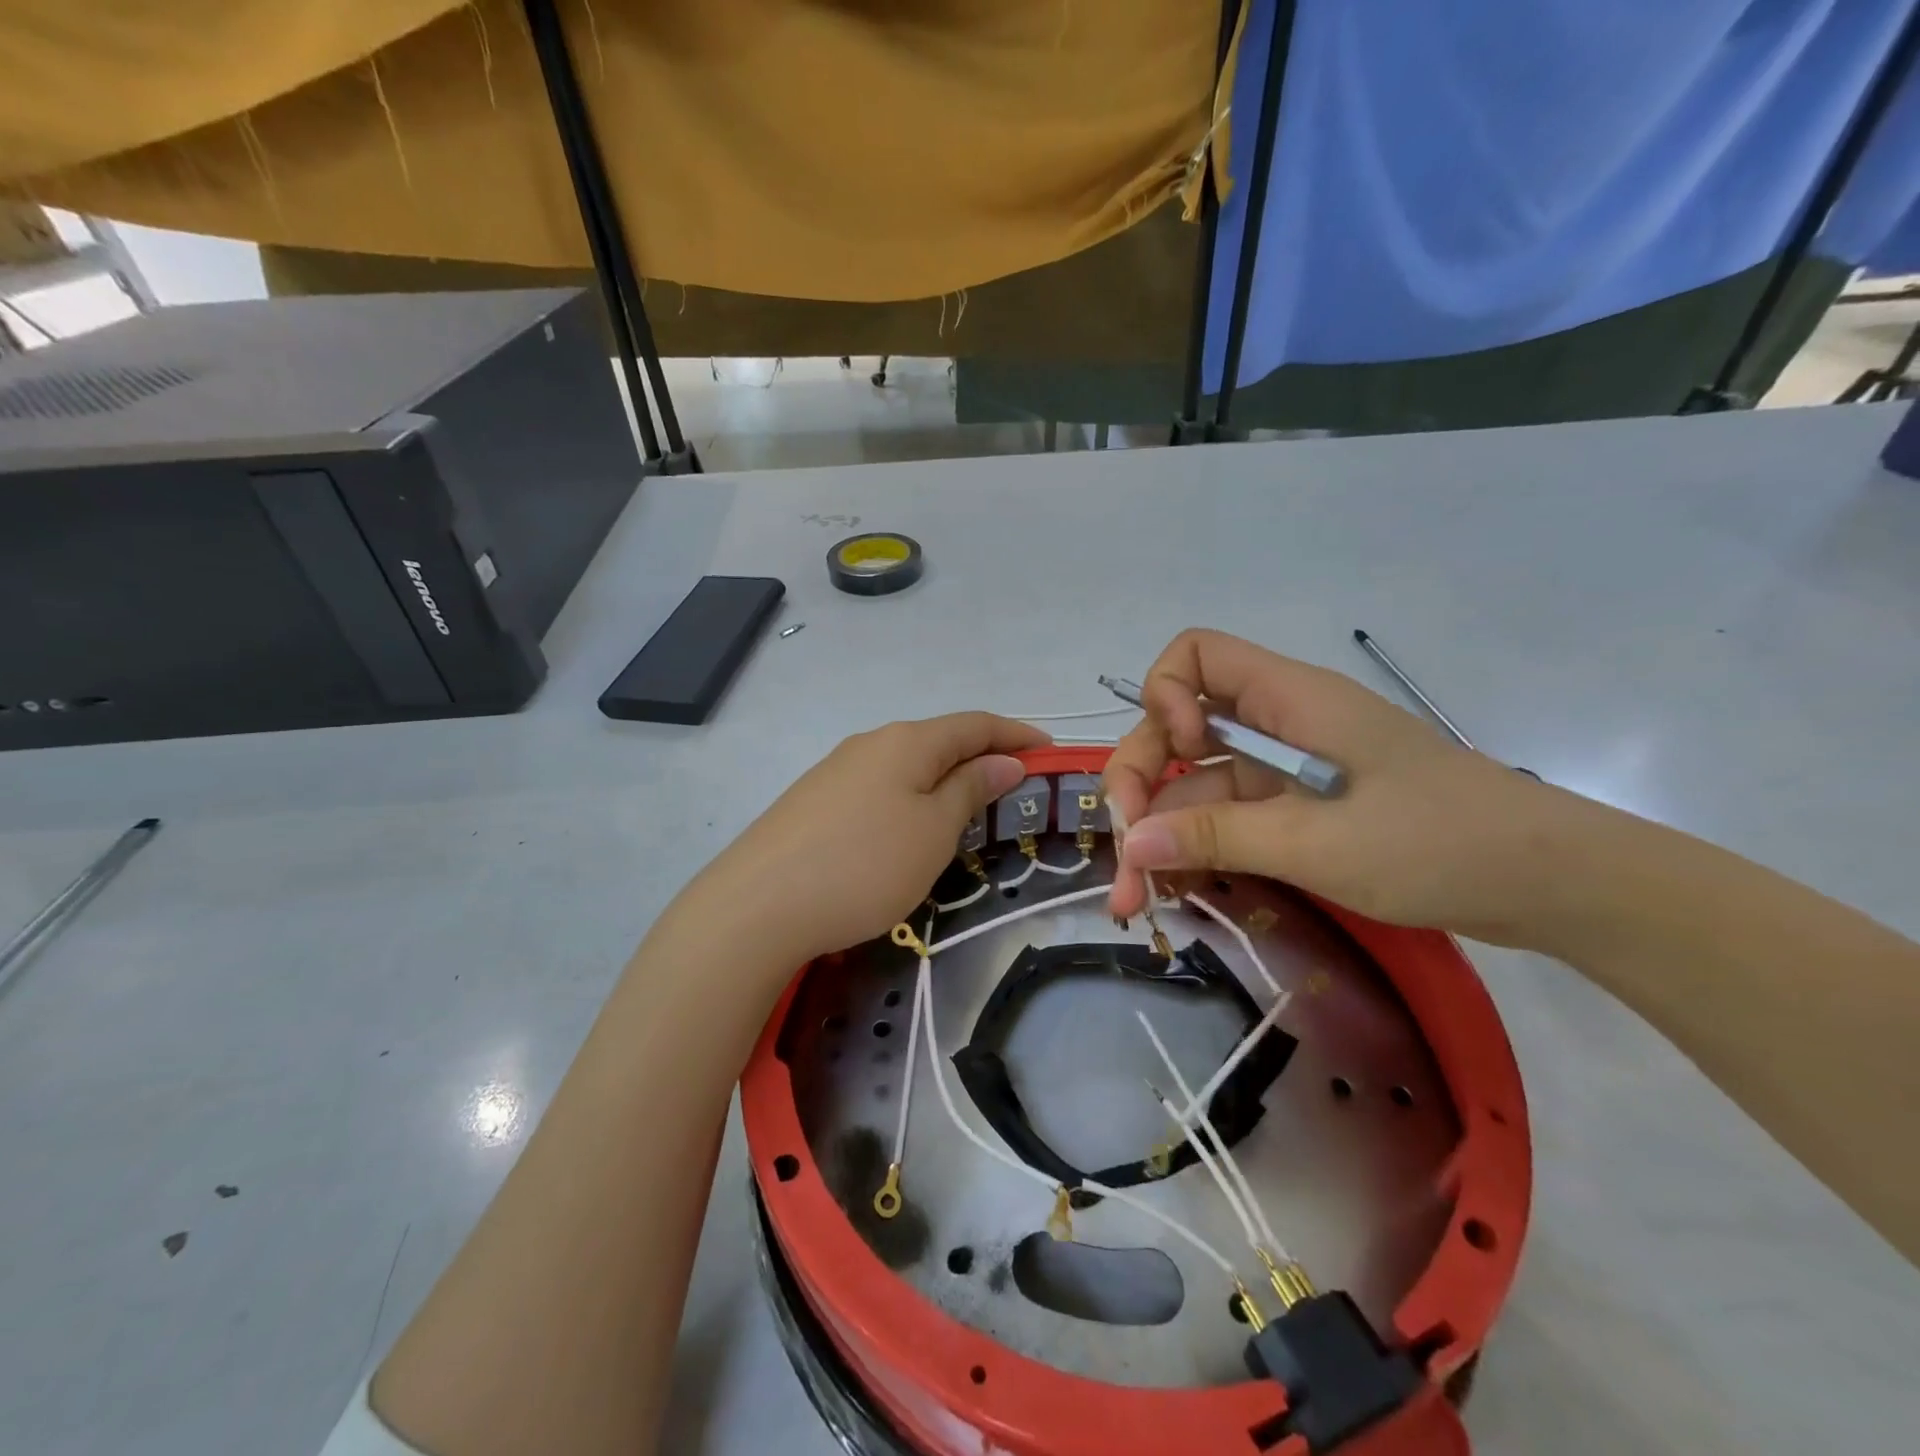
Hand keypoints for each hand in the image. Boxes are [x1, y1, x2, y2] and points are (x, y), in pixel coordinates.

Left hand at [689, 713, 1047, 964]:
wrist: (757, 906)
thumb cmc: (864, 865)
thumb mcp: (933, 831)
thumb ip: (970, 790)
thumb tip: (1003, 761)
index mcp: (906, 741)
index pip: (974, 724)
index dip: (1016, 734)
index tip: (1049, 750)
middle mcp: (870, 744)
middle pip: (939, 740)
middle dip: (981, 756)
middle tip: (1015, 786)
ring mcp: (836, 771)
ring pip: (907, 765)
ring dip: (945, 778)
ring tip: (969, 808)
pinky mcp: (814, 802)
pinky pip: (879, 787)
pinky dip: (911, 797)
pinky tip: (909, 826)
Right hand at [1104, 629, 1582, 945]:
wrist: (1550, 884)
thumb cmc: (1438, 843)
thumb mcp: (1318, 843)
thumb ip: (1217, 836)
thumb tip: (1130, 844)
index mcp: (1288, 699)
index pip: (1195, 656)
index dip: (1164, 698)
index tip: (1176, 755)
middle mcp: (1278, 724)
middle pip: (1178, 731)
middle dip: (1142, 787)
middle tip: (1124, 856)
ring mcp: (1286, 770)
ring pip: (1199, 785)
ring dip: (1162, 837)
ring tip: (1137, 901)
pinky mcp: (1299, 812)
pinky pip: (1229, 819)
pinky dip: (1200, 851)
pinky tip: (1178, 893)